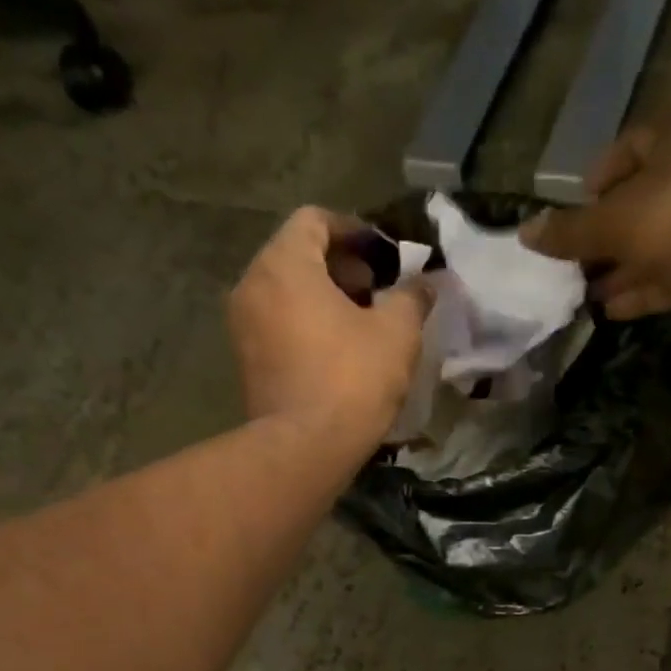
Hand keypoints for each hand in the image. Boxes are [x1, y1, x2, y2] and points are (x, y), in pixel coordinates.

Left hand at [228, 206, 433, 447]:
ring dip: (325, 299)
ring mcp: (243, 327)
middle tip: (378, 291)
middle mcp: (252, 285)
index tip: (385, 255)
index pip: (315, 220)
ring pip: (287, 293)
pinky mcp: (247, 363)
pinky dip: (306, 326)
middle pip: (297, 256)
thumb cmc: (351, 380)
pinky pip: (278, 325)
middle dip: (341, 268)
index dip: (354, 230)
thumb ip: (412, 297)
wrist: (304, 450)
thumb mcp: (397, 333)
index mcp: (284, 264)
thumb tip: (427, 282)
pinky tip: (339, 354)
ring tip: (363, 326)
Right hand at [521, 129, 670, 329]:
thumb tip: (524, 232)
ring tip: (584, 294)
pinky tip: (612, 311)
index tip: (578, 208)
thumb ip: (570, 232)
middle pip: (641, 200)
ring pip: (655, 243)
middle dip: (605, 234)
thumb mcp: (615, 223)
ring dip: (620, 268)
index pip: (631, 145)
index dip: (601, 176)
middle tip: (572, 264)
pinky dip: (643, 290)